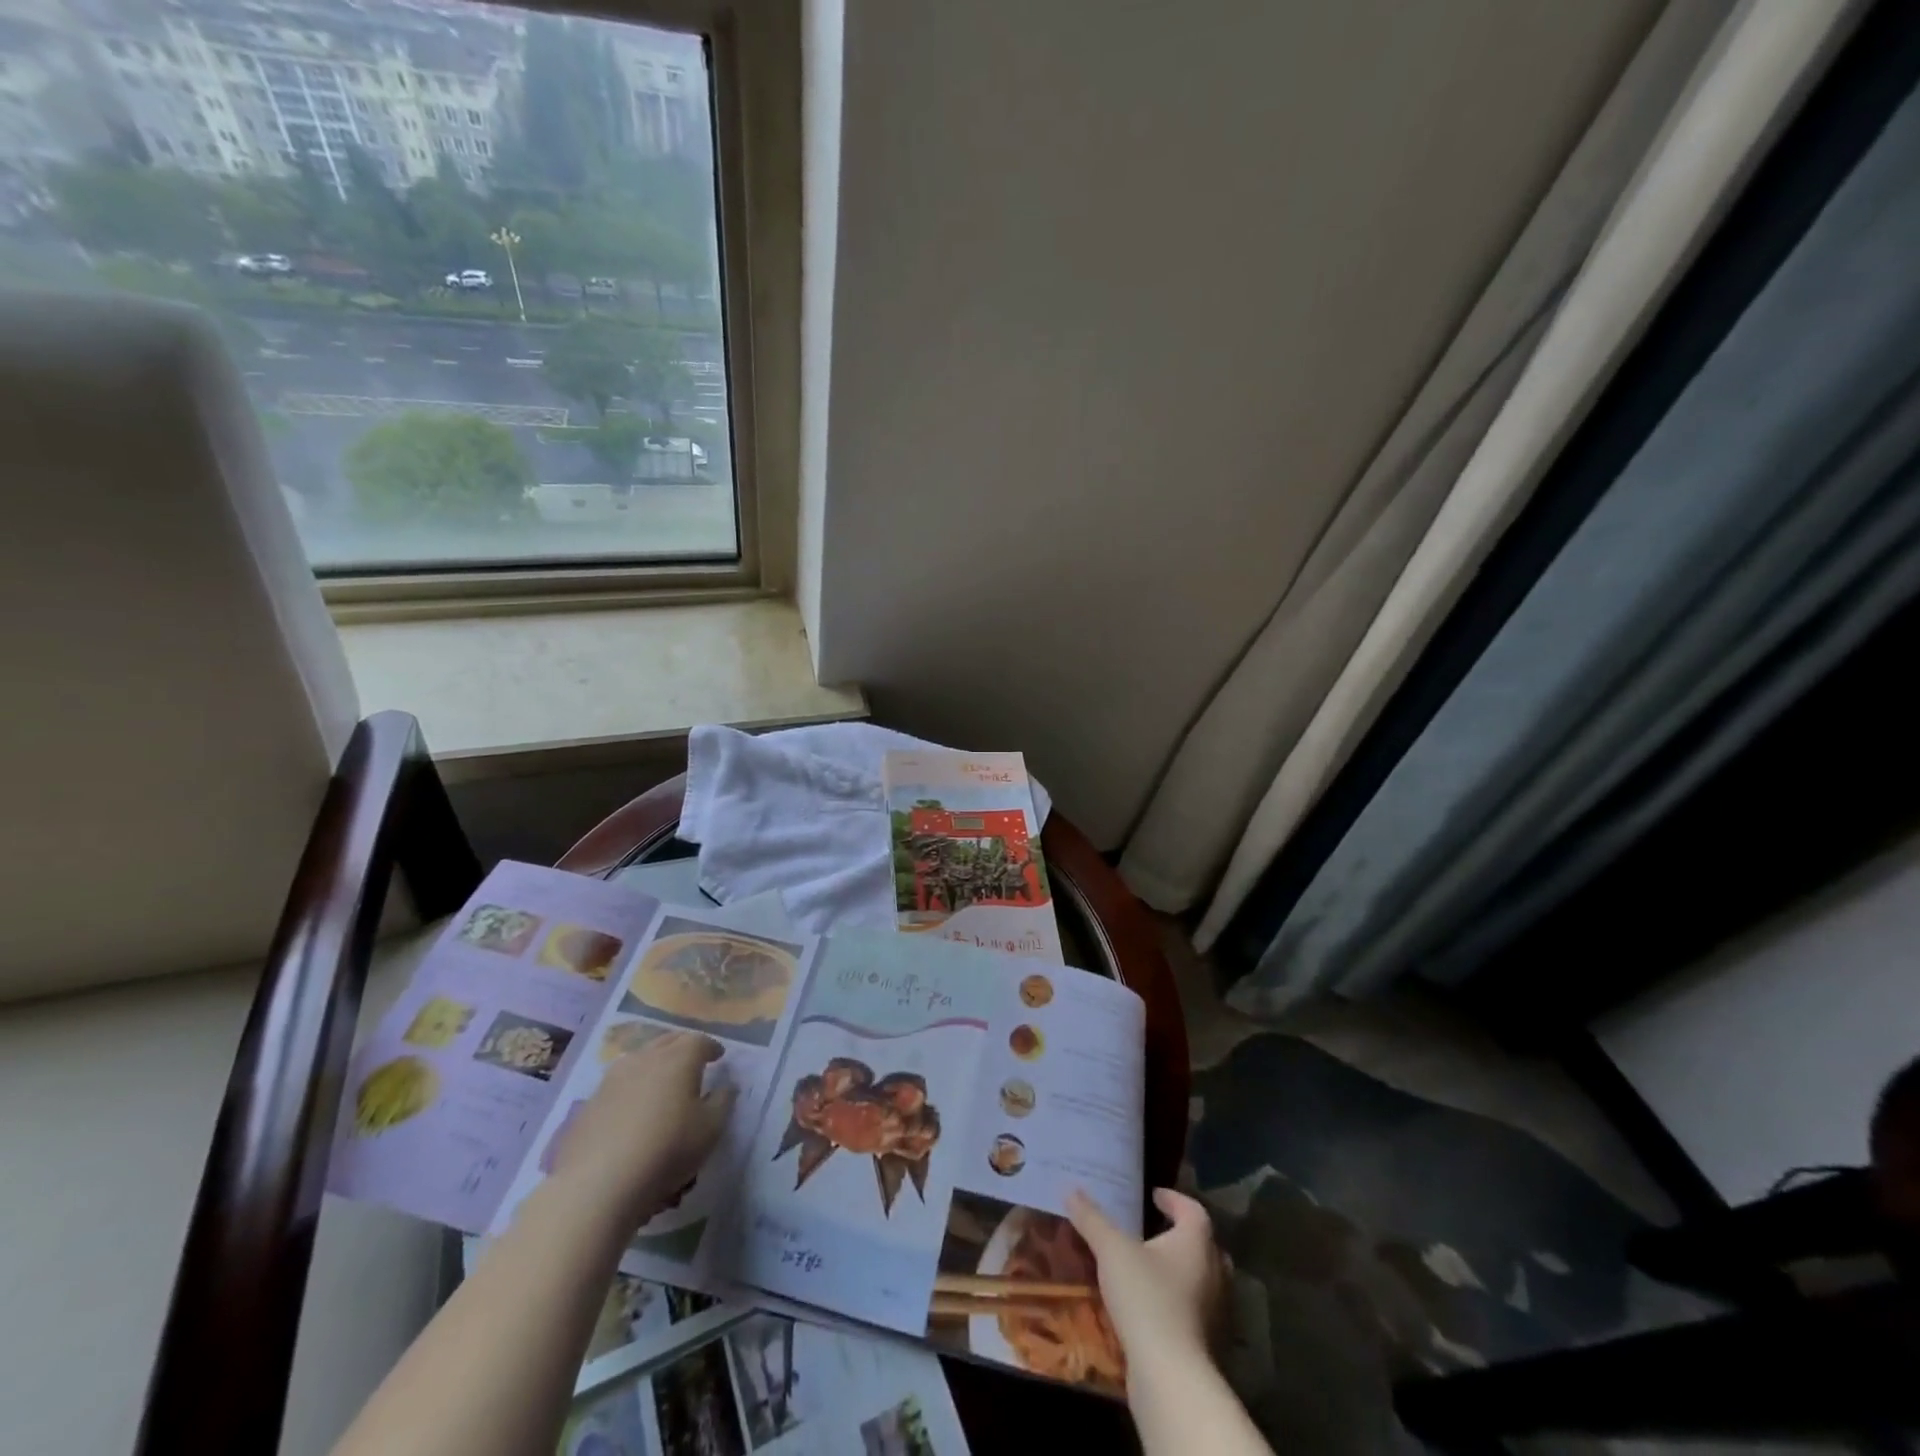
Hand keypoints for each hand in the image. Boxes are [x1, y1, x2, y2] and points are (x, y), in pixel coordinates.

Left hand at [547, 1030, 736, 1230]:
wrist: (597, 1185)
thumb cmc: (666, 1150)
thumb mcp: (710, 1129)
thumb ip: (723, 1101)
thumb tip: (726, 1086)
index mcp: (679, 1058)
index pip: (700, 1041)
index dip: (712, 1048)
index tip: (719, 1057)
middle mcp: (646, 1058)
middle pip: (668, 1041)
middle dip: (684, 1047)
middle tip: (693, 1060)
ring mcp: (613, 1078)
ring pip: (640, 1058)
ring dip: (654, 1062)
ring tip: (661, 1080)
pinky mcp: (590, 1102)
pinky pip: (618, 1083)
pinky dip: (632, 1086)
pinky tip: (632, 1107)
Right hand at [1068, 1188, 1226, 1376]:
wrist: (1171, 1377)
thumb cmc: (1147, 1298)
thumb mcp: (1112, 1251)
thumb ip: (1092, 1219)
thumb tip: (1071, 1189)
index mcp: (1197, 1242)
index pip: (1192, 1209)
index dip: (1173, 1199)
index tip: (1154, 1196)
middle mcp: (1216, 1272)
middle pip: (1204, 1245)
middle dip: (1181, 1236)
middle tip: (1156, 1232)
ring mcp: (1218, 1312)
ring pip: (1203, 1281)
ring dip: (1182, 1272)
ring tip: (1152, 1270)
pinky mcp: (1211, 1345)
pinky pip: (1197, 1312)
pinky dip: (1181, 1304)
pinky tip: (1156, 1309)